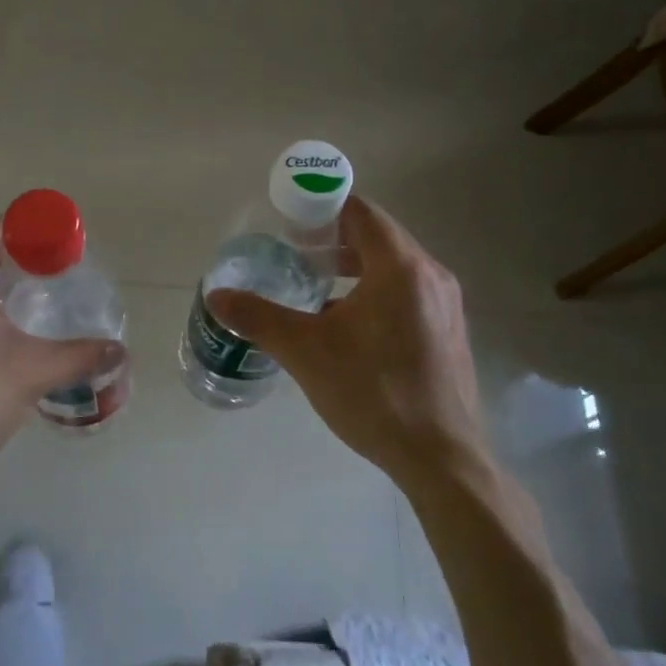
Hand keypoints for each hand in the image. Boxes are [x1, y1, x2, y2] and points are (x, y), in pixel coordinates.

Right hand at [206, 197, 485, 492]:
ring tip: (317, 287)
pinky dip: (376, 292)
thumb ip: (259, 317)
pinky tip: (348, 326)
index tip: (290, 221)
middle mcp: (431, 276)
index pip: (361, 212)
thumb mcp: (306, 351)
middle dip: (335, 239)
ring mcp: (446, 305)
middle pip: (379, 237)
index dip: (323, 208)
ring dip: (355, 268)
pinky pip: (408, 294)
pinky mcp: (448, 332)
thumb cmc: (372, 392)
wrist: (440, 457)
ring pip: (394, 268)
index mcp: (400, 267)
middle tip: (296, 253)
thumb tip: (216, 296)